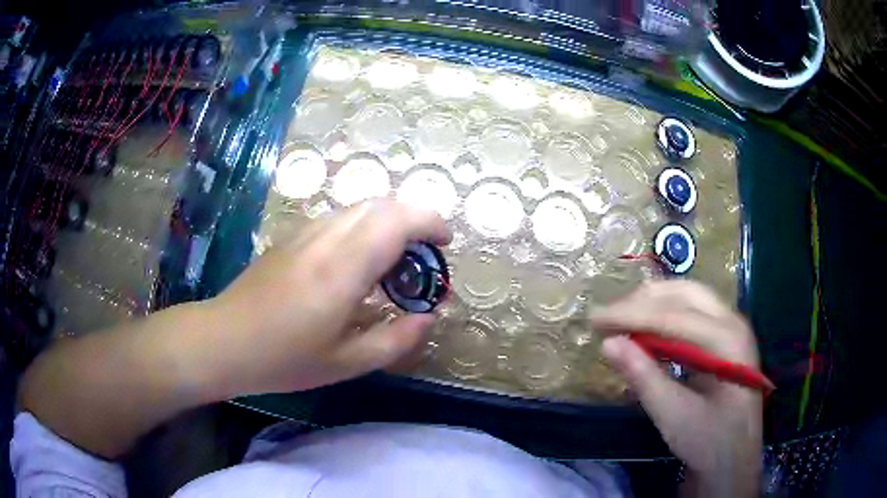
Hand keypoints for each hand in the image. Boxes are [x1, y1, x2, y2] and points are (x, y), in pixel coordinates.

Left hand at [206, 199, 450, 395]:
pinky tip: (358, 264)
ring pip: (359, 207)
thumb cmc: (284, 359)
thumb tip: (428, 318)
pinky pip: (339, 218)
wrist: (224, 341)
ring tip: (393, 263)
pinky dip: (364, 228)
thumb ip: (395, 340)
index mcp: (343, 270)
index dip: (430, 221)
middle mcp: (326, 239)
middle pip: (381, 204)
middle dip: (414, 220)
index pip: (397, 220)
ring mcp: (305, 234)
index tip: (446, 243)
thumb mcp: (346, 364)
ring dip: (388, 223)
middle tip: (423, 259)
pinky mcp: (292, 237)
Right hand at [590, 281, 761, 496]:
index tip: (595, 319)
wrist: (735, 461)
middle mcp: (734, 322)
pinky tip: (647, 328)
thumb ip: (644, 377)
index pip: (675, 316)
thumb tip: (608, 343)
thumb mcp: (674, 416)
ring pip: (690, 297)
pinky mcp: (726, 338)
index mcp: (728, 341)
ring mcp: (733, 327)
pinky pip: (694, 313)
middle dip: (643, 301)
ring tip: (622, 317)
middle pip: (685, 294)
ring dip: (654, 303)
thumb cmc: (709, 443)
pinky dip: (666, 315)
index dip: (633, 315)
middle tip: (608, 316)